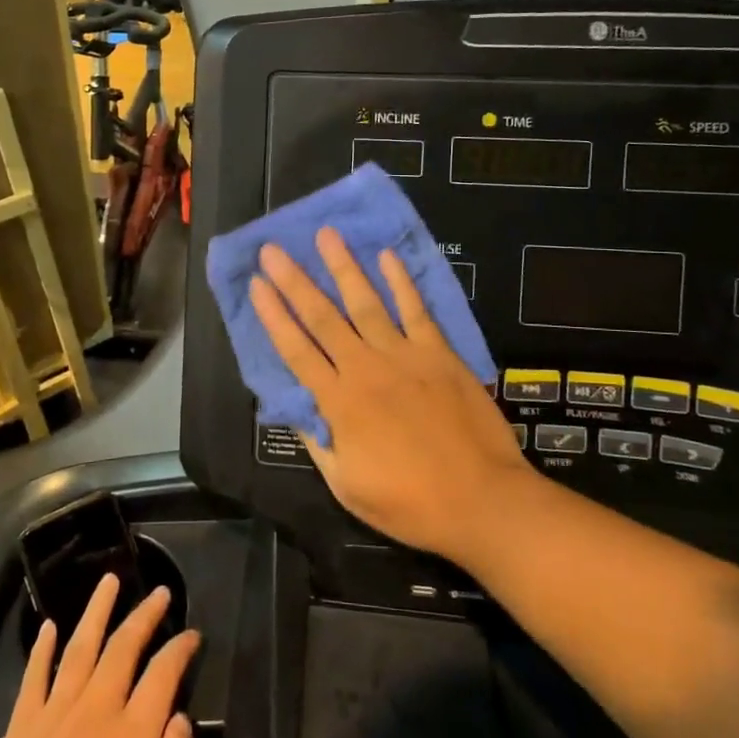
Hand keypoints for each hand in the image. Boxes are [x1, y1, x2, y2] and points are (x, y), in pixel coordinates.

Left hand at [0, 575, 202, 737]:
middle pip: (122, 648)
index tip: (192, 634)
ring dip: (96, 613)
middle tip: (159, 591)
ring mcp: (51, 722)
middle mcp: (93, 715)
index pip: (162, 674)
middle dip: (143, 615)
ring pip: (77, 649)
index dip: (180, 649)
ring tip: (109, 581)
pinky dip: (41, 651)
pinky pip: (32, 681)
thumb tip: (179, 721)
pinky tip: (48, 627)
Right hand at [250, 228, 535, 563]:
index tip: (256, 284)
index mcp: (339, 402)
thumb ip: (318, 442)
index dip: (273, 315)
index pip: (296, 349)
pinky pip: (417, 310)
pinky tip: (387, 256)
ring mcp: (405, 356)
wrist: (482, 501)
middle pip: (323, 317)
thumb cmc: (410, 502)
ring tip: (326, 235)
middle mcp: (366, 368)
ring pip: (366, 302)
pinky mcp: (440, 354)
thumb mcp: (347, 485)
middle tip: (273, 249)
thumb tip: (295, 407)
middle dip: (295, 281)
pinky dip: (401, 282)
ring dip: (343, 267)